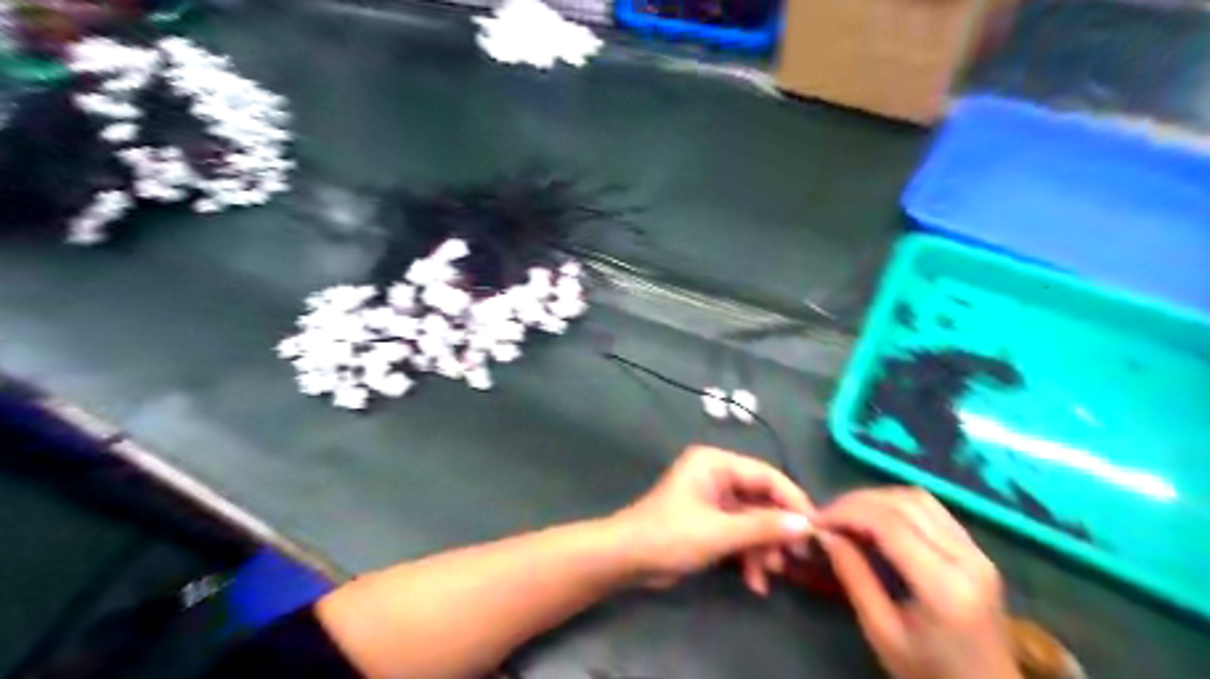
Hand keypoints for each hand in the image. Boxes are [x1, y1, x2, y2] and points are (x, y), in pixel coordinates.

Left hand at [616, 445, 810, 587]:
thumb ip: (763, 527)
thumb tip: (806, 525)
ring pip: (751, 521)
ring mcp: (712, 500)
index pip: (766, 475)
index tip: (817, 527)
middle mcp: (716, 475)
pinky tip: (754, 582)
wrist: (627, 559)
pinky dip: (747, 555)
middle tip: (796, 558)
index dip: (793, 501)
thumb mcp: (720, 532)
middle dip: (775, 531)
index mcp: (716, 463)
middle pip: (761, 500)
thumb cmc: (670, 535)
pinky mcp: (708, 522)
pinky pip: (737, 533)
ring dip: (762, 548)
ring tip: (770, 575)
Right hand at [824, 488, 1017, 677]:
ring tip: (848, 515)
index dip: (847, 512)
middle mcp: (968, 559)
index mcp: (945, 586)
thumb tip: (825, 535)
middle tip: (827, 516)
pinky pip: (932, 509)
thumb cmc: (928, 672)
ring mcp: (977, 552)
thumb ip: (854, 577)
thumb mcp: (881, 632)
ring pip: (918, 498)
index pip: (889, 523)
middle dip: (857, 502)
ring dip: (877, 499)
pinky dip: (897, 505)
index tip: (816, 521)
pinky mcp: (977, 551)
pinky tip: (876, 519)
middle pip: (904, 503)